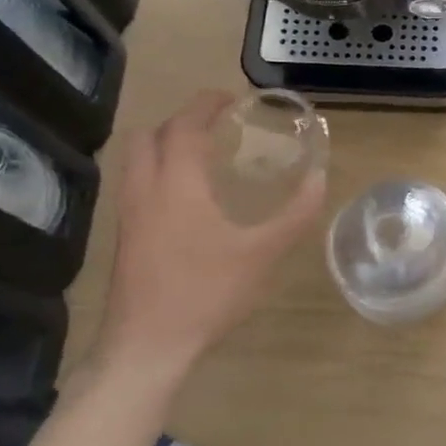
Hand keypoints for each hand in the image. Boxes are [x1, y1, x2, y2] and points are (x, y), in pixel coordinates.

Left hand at [98, 91, 325, 386]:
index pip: (185, 125)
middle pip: (149, 134)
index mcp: (177, 184)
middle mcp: (145, 190)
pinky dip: (158, 170)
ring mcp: (128, 215)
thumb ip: (295, 214)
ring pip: (135, 159)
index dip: (207, 104)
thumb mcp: (262, 253)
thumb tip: (320, 179)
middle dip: (181, 120)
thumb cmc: (205, 292)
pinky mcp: (124, 237)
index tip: (232, 98)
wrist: (145, 347)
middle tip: (216, 125)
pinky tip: (187, 196)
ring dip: (165, 144)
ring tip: (202, 155)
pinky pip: (136, 183)